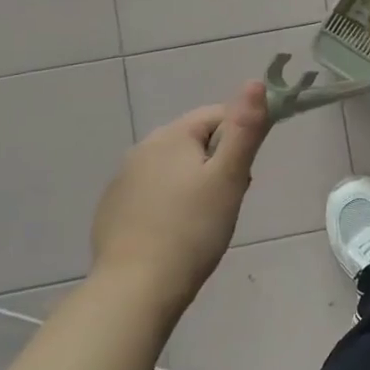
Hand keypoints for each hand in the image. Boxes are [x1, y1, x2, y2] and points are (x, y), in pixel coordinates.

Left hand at [91, 80, 269, 304]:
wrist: (136, 289)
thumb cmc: (193, 228)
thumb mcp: (230, 176)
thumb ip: (246, 128)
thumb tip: (256, 81)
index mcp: (171, 136)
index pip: (219, 116)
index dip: (241, 139)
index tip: (245, 174)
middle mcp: (141, 149)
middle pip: (196, 142)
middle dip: (219, 163)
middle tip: (229, 200)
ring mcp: (122, 181)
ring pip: (175, 168)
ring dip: (196, 184)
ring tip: (207, 220)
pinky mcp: (113, 210)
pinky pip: (153, 193)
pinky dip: (171, 204)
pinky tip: (178, 233)